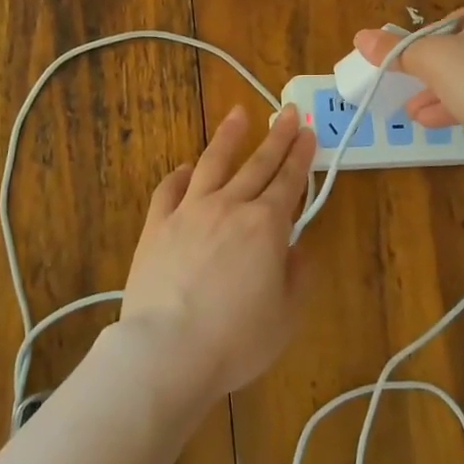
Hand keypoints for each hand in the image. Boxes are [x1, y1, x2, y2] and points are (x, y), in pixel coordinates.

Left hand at [120, 104, 317, 401]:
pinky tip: (186, 168)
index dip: (301, 155)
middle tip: (286, 112)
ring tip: (238, 114)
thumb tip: (297, 247)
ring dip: (228, 137)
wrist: (168, 350)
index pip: (289, 181)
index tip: (307, 131)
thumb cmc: (236, 339)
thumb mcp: (285, 316)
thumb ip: (297, 276)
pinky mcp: (156, 225)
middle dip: (276, 137)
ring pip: (213, 164)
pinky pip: (169, 190)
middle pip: (257, 164)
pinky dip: (180, 175)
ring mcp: (189, 211)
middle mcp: (229, 207)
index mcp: (265, 226)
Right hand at [353, 0, 463, 165]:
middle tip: (410, 95)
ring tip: (417, 115)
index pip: (454, 20)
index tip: (413, 72)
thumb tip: (360, 37)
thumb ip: (397, 49)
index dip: (428, 48)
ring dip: (449, 93)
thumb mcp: (434, 61)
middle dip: (436, 76)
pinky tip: (447, 122)